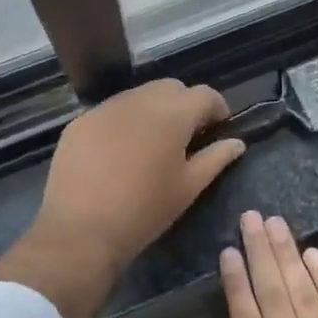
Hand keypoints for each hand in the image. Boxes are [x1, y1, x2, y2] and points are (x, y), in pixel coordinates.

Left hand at [0, 79, 244, 317]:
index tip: (218, 128)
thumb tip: (236, 143)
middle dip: (184, 104)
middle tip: (186, 136)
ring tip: (151, 143)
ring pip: (138, 96)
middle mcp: (139, 100)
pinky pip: (111, 111)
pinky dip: (123, 122)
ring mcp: (105, 108)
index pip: (204, 94)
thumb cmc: (145, 211)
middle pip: (171, 88)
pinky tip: (119, 152)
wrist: (81, 230)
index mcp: (172, 114)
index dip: (217, 108)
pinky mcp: (80, 121)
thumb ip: (216, 159)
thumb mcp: (188, 187)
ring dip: (152, 110)